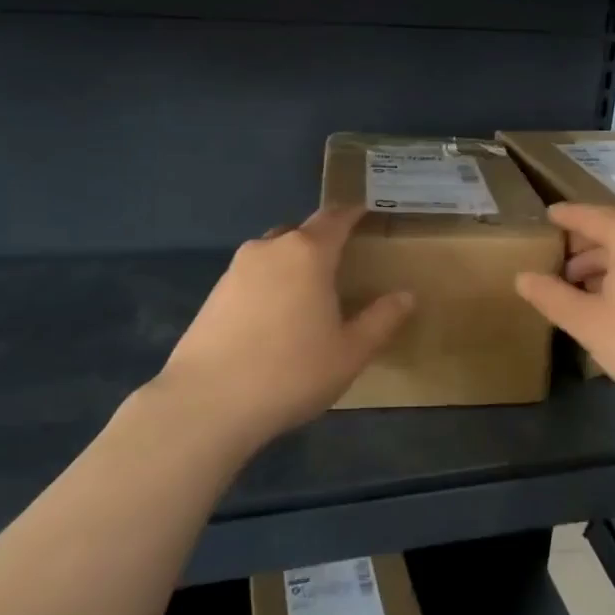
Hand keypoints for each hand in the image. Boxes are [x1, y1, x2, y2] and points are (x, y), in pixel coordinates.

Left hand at [154, 208, 413, 446]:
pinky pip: (252, 276)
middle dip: (322, 240)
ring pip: (274, 253)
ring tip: (308, 292)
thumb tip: (406, 296)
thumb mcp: (350, 352)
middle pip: (301, 232)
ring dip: (293, 263)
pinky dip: (270, 284)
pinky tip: (275, 317)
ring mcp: (236, 270)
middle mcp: (270, 249)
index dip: (353, 213)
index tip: (366, 211)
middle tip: (342, 261)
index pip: (335, 218)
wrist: (208, 403)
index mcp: (308, 253)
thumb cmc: (292, 372)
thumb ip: (382, 319)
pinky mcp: (214, 294)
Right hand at [514, 203, 614, 425]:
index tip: (545, 218)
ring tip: (581, 288)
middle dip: (583, 247)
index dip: (563, 218)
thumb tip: (522, 277)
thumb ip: (551, 296)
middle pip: (614, 229)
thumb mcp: (589, 323)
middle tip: (555, 266)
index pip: (588, 215)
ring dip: (607, 263)